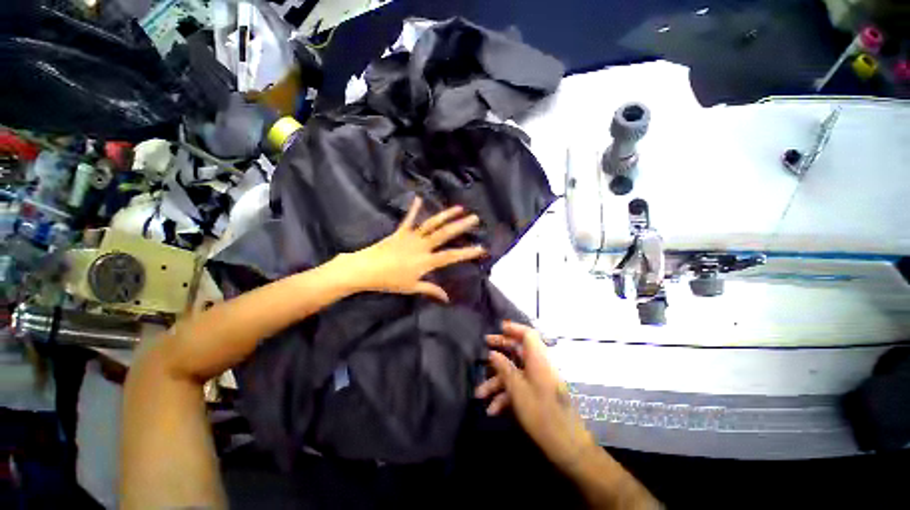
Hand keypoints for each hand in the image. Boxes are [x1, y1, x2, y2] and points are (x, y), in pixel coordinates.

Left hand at [338, 197, 485, 301]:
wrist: (366, 269)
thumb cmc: (389, 281)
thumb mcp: (411, 287)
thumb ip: (431, 290)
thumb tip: (447, 298)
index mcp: (426, 261)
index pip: (451, 256)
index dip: (468, 252)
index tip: (482, 248)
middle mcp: (422, 246)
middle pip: (445, 234)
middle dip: (461, 226)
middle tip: (475, 219)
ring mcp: (412, 237)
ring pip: (432, 224)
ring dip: (446, 215)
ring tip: (459, 208)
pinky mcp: (401, 232)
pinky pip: (409, 219)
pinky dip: (414, 208)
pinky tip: (419, 198)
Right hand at [476, 321, 596, 470]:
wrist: (567, 445)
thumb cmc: (540, 412)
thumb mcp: (517, 389)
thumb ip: (504, 368)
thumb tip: (493, 354)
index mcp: (538, 359)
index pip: (528, 334)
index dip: (514, 328)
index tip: (499, 328)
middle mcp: (539, 366)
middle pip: (519, 351)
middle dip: (500, 352)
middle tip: (484, 350)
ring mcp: (539, 380)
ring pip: (515, 372)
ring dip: (498, 382)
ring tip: (479, 394)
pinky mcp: (538, 393)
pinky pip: (520, 387)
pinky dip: (507, 395)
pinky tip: (493, 410)